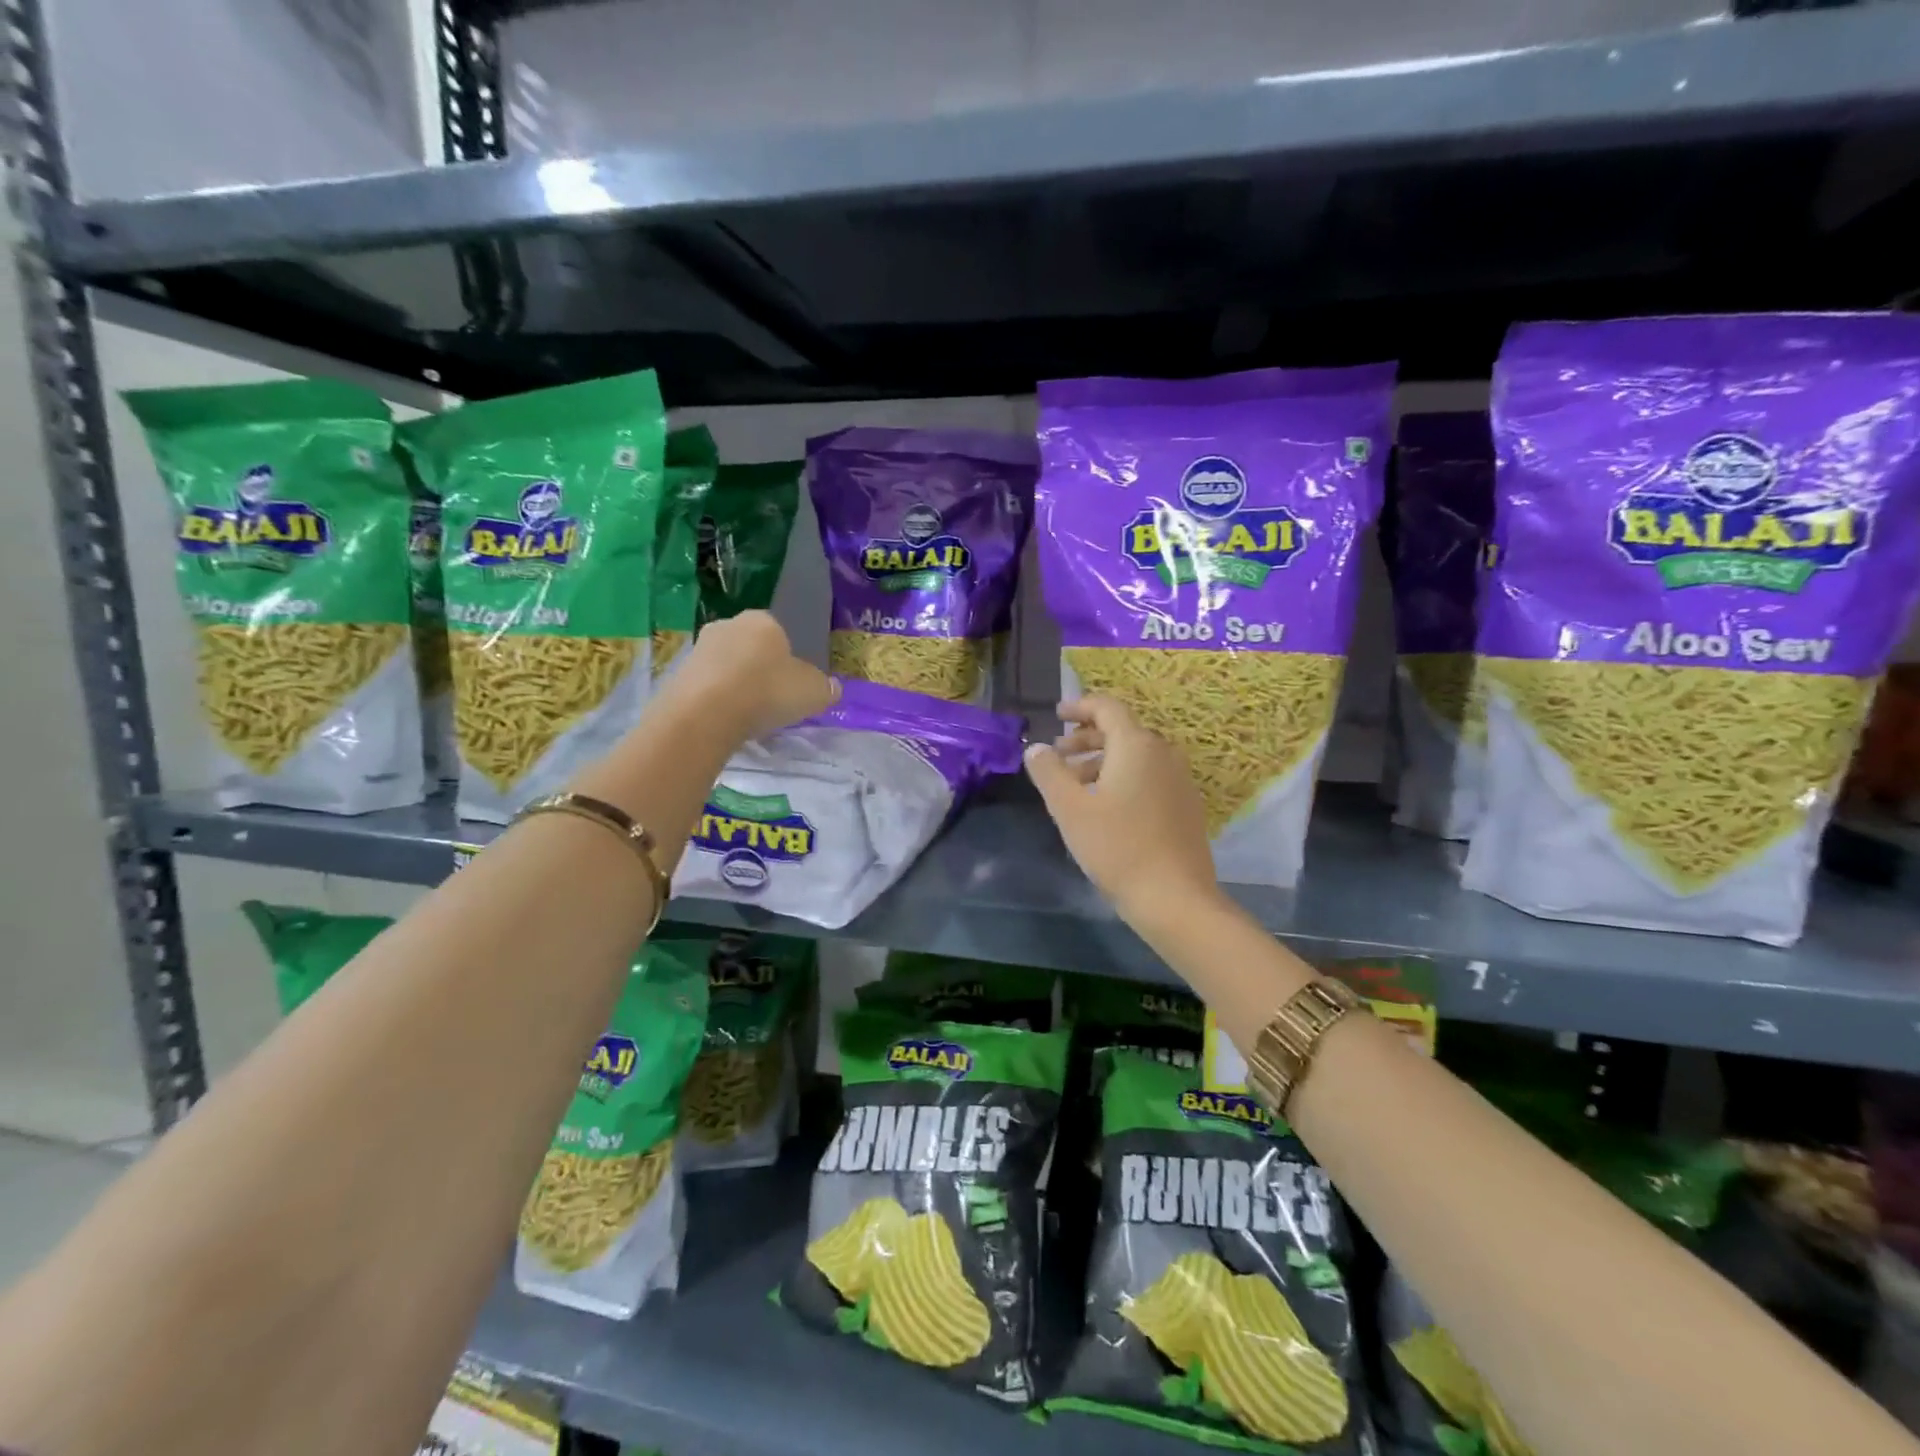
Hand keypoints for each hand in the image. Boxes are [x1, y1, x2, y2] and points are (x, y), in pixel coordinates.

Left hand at [661, 612, 836, 741]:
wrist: (705, 713)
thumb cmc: (767, 691)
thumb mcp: (812, 692)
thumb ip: (825, 688)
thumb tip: (833, 687)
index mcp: (763, 620)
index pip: (780, 632)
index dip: (788, 658)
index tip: (791, 683)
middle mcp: (728, 625)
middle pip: (750, 647)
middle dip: (759, 668)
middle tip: (771, 699)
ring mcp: (699, 648)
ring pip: (726, 665)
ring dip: (735, 684)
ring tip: (747, 714)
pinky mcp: (677, 674)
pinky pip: (706, 686)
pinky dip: (715, 700)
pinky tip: (724, 721)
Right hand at [1024, 695, 1223, 928]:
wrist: (1175, 897)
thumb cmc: (1117, 847)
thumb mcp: (1070, 809)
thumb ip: (1049, 772)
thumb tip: (1036, 748)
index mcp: (1136, 745)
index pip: (1107, 708)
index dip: (1079, 707)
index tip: (1057, 716)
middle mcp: (1163, 753)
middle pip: (1122, 731)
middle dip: (1086, 739)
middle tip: (1058, 755)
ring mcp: (1179, 780)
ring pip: (1135, 756)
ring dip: (1102, 761)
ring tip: (1075, 784)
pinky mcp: (1186, 805)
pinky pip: (1150, 776)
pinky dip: (1123, 778)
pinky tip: (1105, 806)